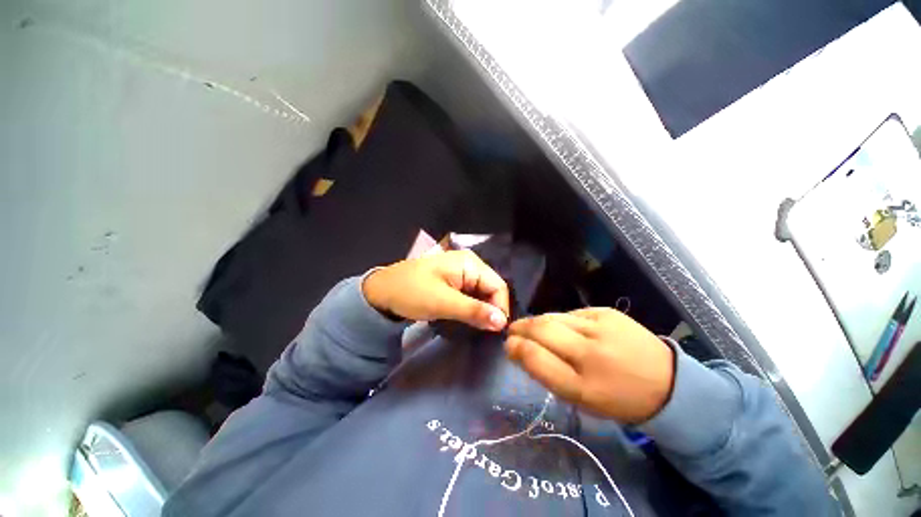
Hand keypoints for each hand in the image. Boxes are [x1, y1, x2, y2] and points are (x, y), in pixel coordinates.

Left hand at [362, 250, 509, 330]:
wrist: (381, 292)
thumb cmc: (411, 293)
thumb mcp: (443, 303)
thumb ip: (474, 311)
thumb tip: (502, 323)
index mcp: (469, 263)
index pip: (498, 285)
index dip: (500, 308)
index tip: (495, 331)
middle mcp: (469, 265)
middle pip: (491, 289)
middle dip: (490, 310)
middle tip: (484, 332)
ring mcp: (461, 273)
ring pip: (481, 294)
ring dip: (480, 311)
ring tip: (476, 328)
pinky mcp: (453, 283)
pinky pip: (470, 296)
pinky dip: (471, 308)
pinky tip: (466, 319)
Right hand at [505, 308, 674, 423]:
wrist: (667, 384)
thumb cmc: (617, 399)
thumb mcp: (580, 399)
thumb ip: (547, 373)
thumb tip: (521, 348)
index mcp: (582, 386)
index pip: (535, 357)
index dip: (516, 348)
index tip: (509, 345)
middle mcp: (590, 353)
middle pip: (541, 329)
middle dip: (520, 328)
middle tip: (513, 330)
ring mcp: (600, 327)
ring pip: (553, 317)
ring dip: (538, 322)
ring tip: (534, 328)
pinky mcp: (608, 312)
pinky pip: (572, 313)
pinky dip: (561, 320)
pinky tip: (566, 328)